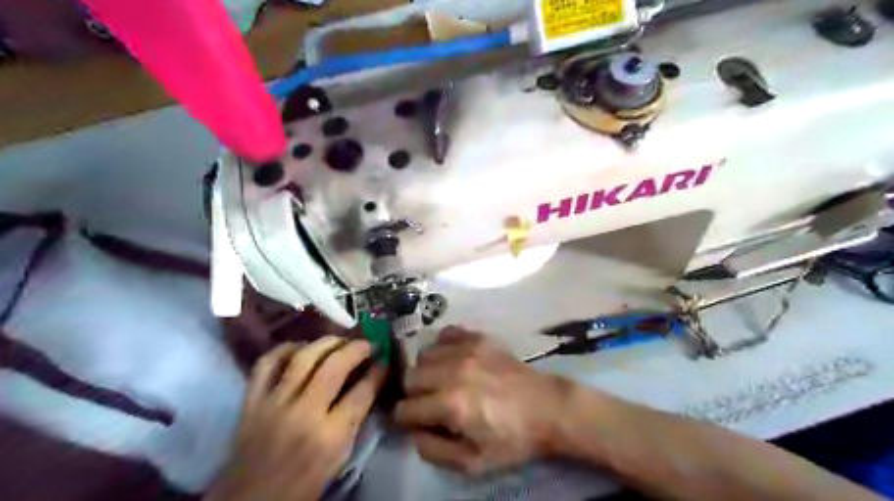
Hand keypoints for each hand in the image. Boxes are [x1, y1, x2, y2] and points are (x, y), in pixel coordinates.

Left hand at [208, 337, 386, 499]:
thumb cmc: (303, 483)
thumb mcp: (339, 458)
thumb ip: (354, 420)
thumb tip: (369, 384)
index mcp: (329, 436)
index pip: (362, 392)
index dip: (378, 371)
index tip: (385, 360)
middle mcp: (303, 413)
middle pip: (334, 366)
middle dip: (357, 348)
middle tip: (367, 344)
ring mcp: (273, 403)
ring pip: (303, 357)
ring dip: (326, 343)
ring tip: (339, 341)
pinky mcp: (250, 401)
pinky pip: (266, 363)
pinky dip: (284, 349)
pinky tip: (300, 348)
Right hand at [392, 328, 571, 472]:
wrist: (547, 407)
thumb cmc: (511, 439)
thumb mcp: (473, 462)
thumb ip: (434, 450)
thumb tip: (413, 431)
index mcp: (450, 405)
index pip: (405, 408)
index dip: (406, 419)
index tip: (415, 421)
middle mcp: (452, 372)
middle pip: (410, 377)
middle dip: (413, 393)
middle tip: (429, 402)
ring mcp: (466, 350)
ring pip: (424, 354)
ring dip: (426, 369)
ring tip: (441, 380)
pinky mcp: (478, 337)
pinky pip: (446, 333)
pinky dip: (442, 346)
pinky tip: (452, 358)